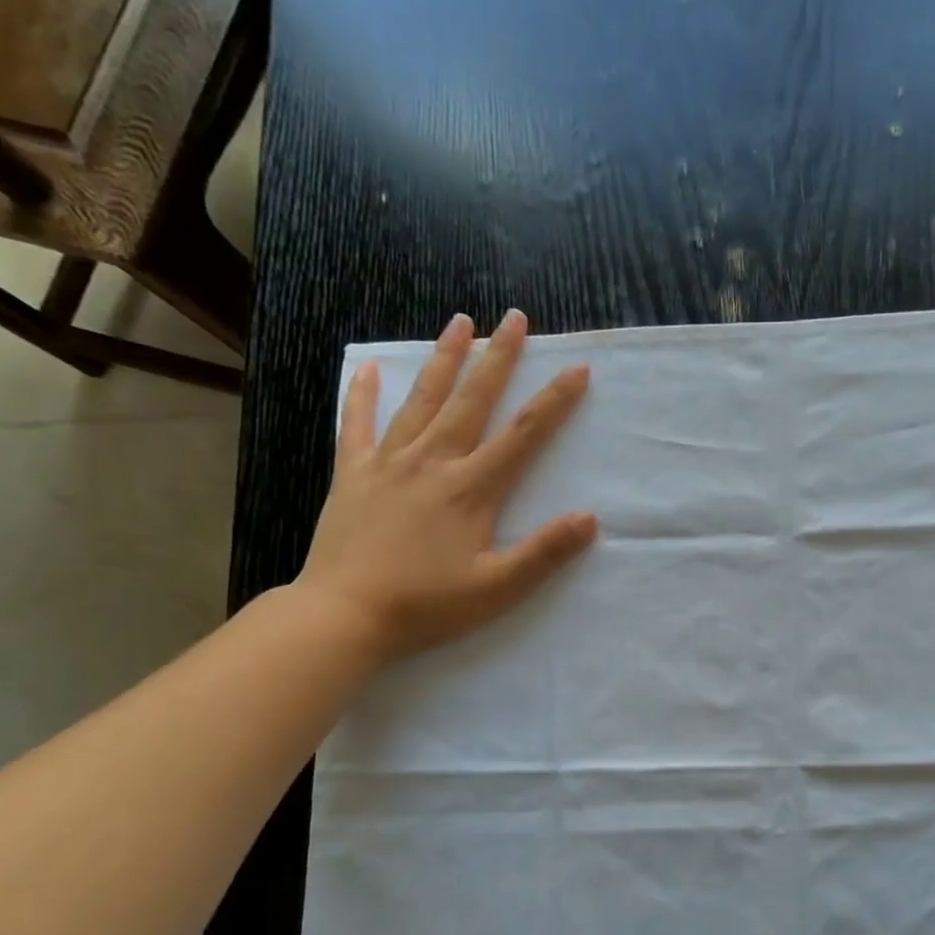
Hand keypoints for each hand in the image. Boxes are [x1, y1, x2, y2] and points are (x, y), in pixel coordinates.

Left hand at [296, 309, 597, 664]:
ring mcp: (388, 464)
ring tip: (459, 323)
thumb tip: (590, 518)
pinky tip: (368, 370)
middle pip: (472, 401)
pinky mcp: (352, 476)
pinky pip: (357, 427)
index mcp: (471, 489)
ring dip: (443, 360)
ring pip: (421, 401)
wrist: (344, 615)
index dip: (554, 402)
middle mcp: (432, 462)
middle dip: (498, 358)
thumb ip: (544, 552)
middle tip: (514, 318)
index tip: (577, 369)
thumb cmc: (426, 605)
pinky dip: (362, 397)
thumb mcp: (497, 588)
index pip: (523, 436)